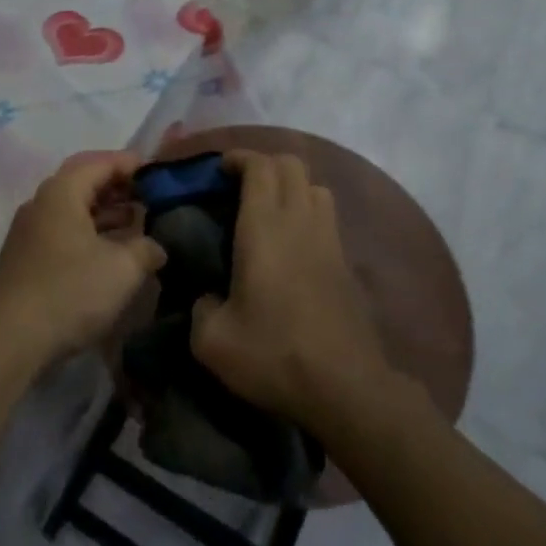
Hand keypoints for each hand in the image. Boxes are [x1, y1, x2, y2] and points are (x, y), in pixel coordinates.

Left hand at [0, 152, 166, 373]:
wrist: (8, 342)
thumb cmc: (69, 292)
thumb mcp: (122, 269)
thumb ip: (146, 249)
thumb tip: (156, 247)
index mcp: (62, 191)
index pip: (101, 162)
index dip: (132, 164)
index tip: (159, 172)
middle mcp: (41, 203)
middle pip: (84, 183)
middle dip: (119, 188)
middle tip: (151, 198)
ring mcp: (30, 232)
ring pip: (74, 210)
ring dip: (106, 214)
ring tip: (138, 226)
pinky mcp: (26, 259)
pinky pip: (64, 232)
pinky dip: (90, 234)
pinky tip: (111, 254)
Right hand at [190, 150, 391, 431]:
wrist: (345, 389)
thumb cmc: (274, 354)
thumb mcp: (213, 341)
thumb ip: (199, 308)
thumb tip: (206, 297)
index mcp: (264, 227)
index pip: (260, 166)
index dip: (239, 157)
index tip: (219, 169)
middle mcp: (300, 221)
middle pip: (291, 164)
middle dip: (264, 164)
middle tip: (239, 186)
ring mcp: (329, 240)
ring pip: (315, 186)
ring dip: (291, 185)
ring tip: (268, 209)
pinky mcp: (346, 264)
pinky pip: (327, 217)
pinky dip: (308, 212)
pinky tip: (292, 243)